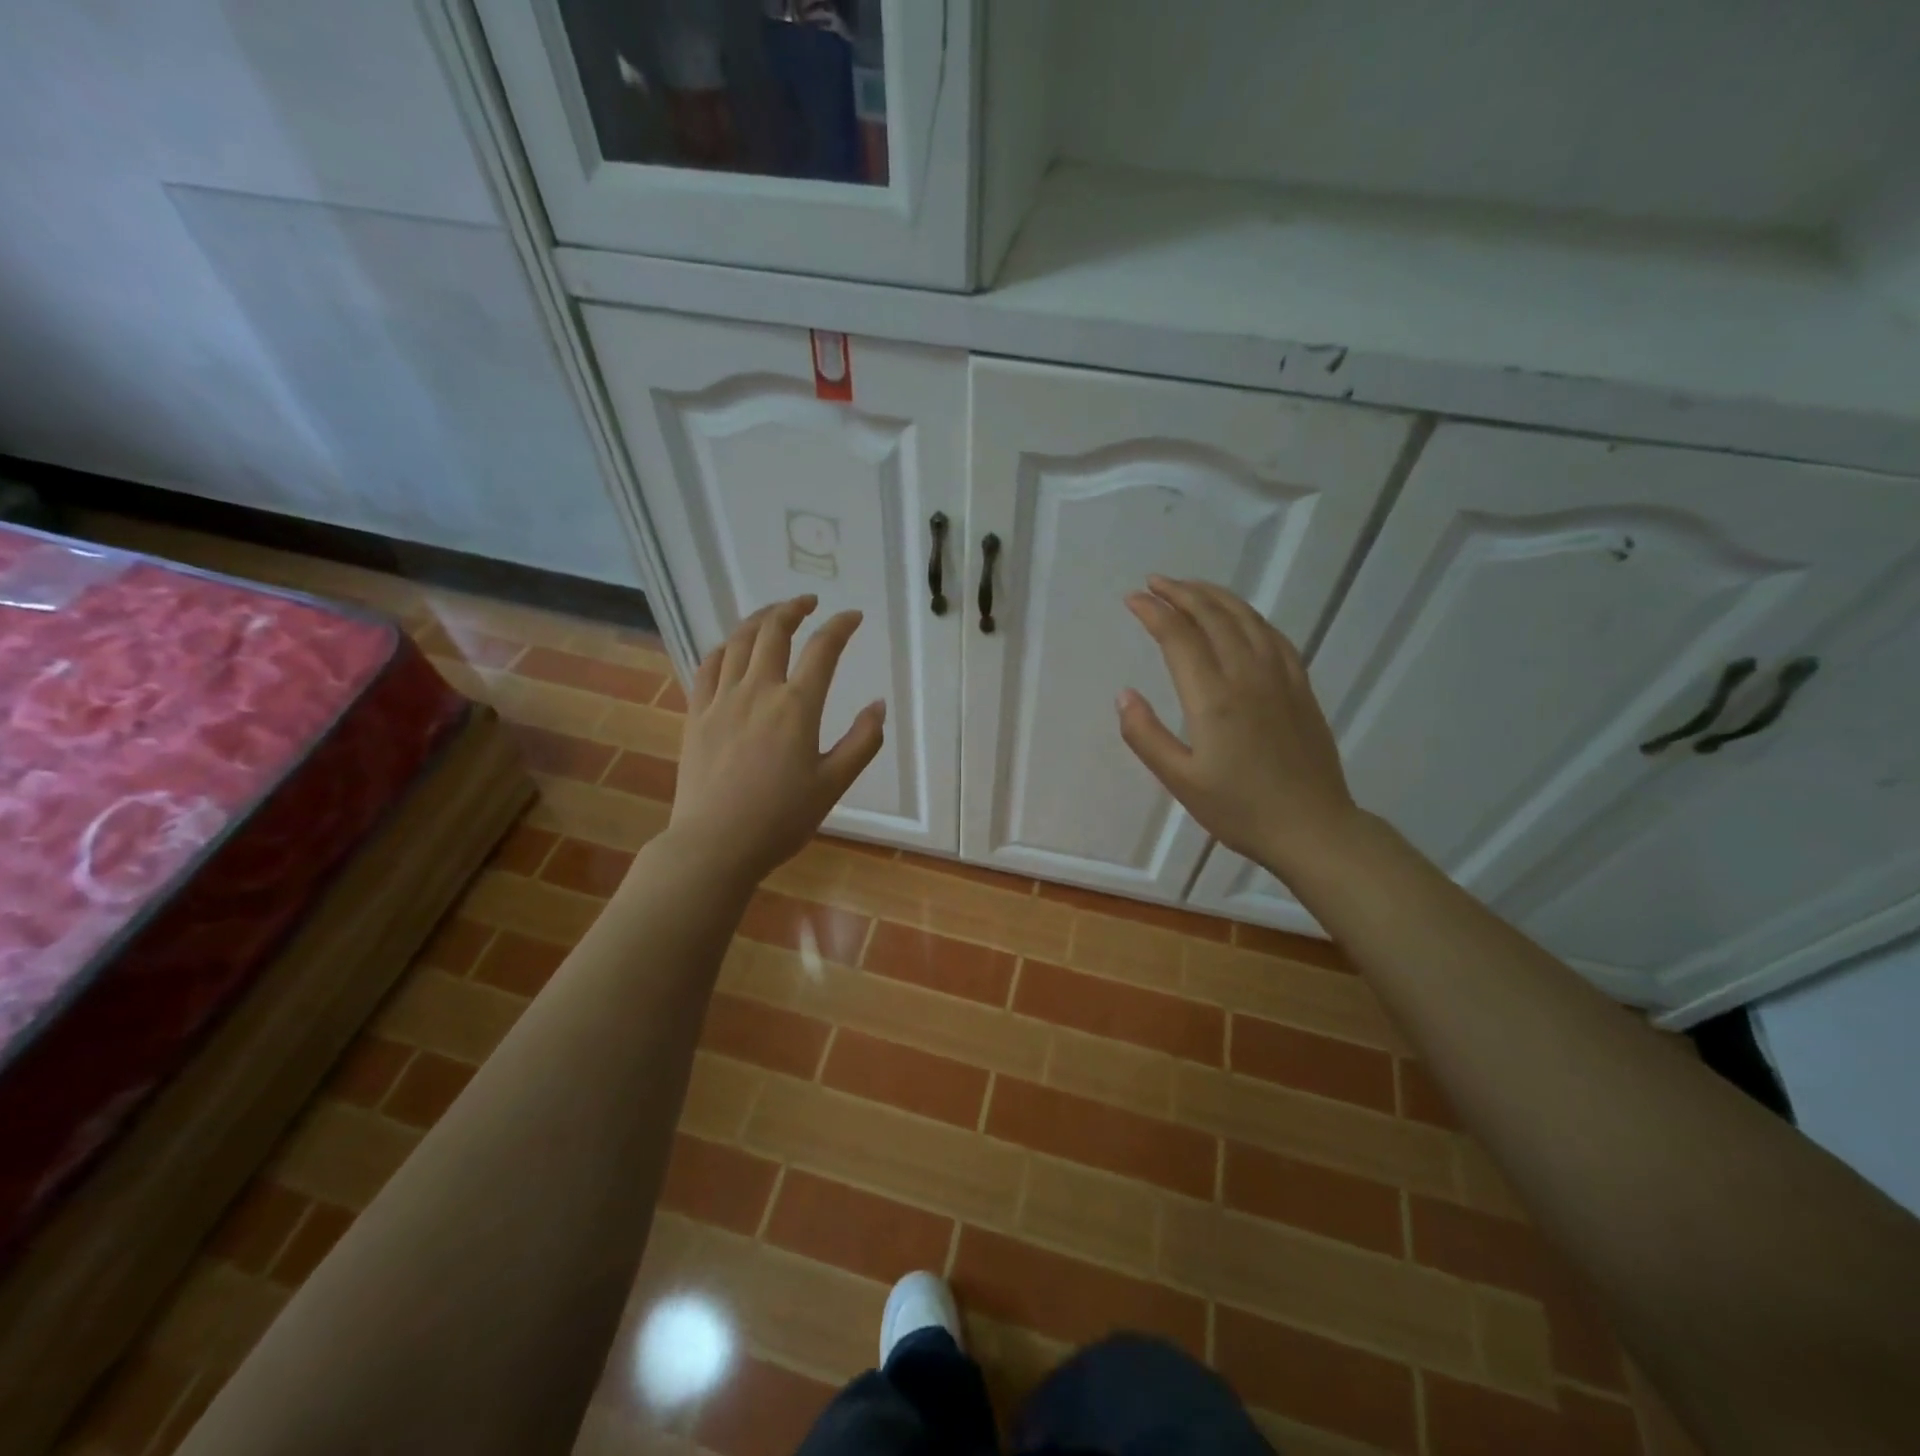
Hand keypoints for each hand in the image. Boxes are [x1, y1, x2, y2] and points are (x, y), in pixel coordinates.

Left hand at [669, 595, 884, 886]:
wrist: (715, 844)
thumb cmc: (781, 819)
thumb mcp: (834, 785)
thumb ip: (861, 742)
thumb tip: (878, 705)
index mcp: (796, 707)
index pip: (822, 649)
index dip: (840, 626)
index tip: (852, 616)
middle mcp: (758, 691)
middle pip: (773, 631)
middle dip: (793, 608)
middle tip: (808, 602)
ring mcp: (721, 700)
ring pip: (737, 642)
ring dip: (758, 620)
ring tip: (772, 614)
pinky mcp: (696, 715)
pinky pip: (707, 667)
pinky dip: (723, 648)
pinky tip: (731, 648)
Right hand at [1118, 577, 1358, 877]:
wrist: (1312, 828)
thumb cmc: (1239, 809)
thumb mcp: (1180, 781)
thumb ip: (1146, 736)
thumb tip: (1123, 695)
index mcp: (1213, 697)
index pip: (1179, 637)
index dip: (1153, 612)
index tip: (1132, 599)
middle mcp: (1247, 675)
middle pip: (1213, 616)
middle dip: (1181, 593)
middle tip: (1154, 583)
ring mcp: (1279, 677)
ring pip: (1246, 619)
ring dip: (1214, 596)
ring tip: (1190, 587)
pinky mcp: (1300, 686)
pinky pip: (1273, 635)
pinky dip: (1249, 616)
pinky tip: (1240, 616)